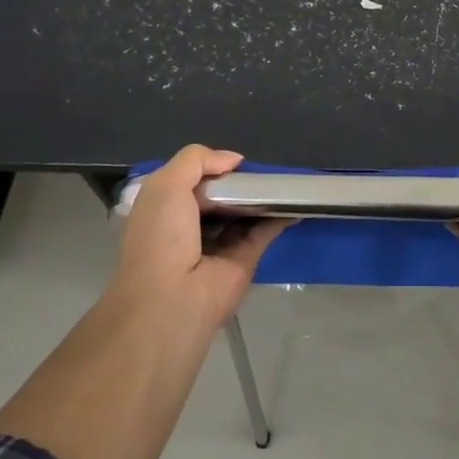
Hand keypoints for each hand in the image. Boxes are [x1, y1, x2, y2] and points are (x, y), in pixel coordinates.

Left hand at [107, 145, 286, 332]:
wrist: (174, 297)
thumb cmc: (162, 236)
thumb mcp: (166, 185)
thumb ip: (196, 160)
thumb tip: (234, 160)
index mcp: (163, 208)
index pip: (189, 179)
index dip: (210, 166)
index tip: (232, 161)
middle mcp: (189, 225)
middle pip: (219, 195)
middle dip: (237, 181)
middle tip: (261, 168)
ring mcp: (219, 243)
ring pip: (244, 212)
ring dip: (262, 197)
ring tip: (284, 178)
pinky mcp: (244, 259)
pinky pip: (264, 231)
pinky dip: (280, 216)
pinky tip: (296, 202)